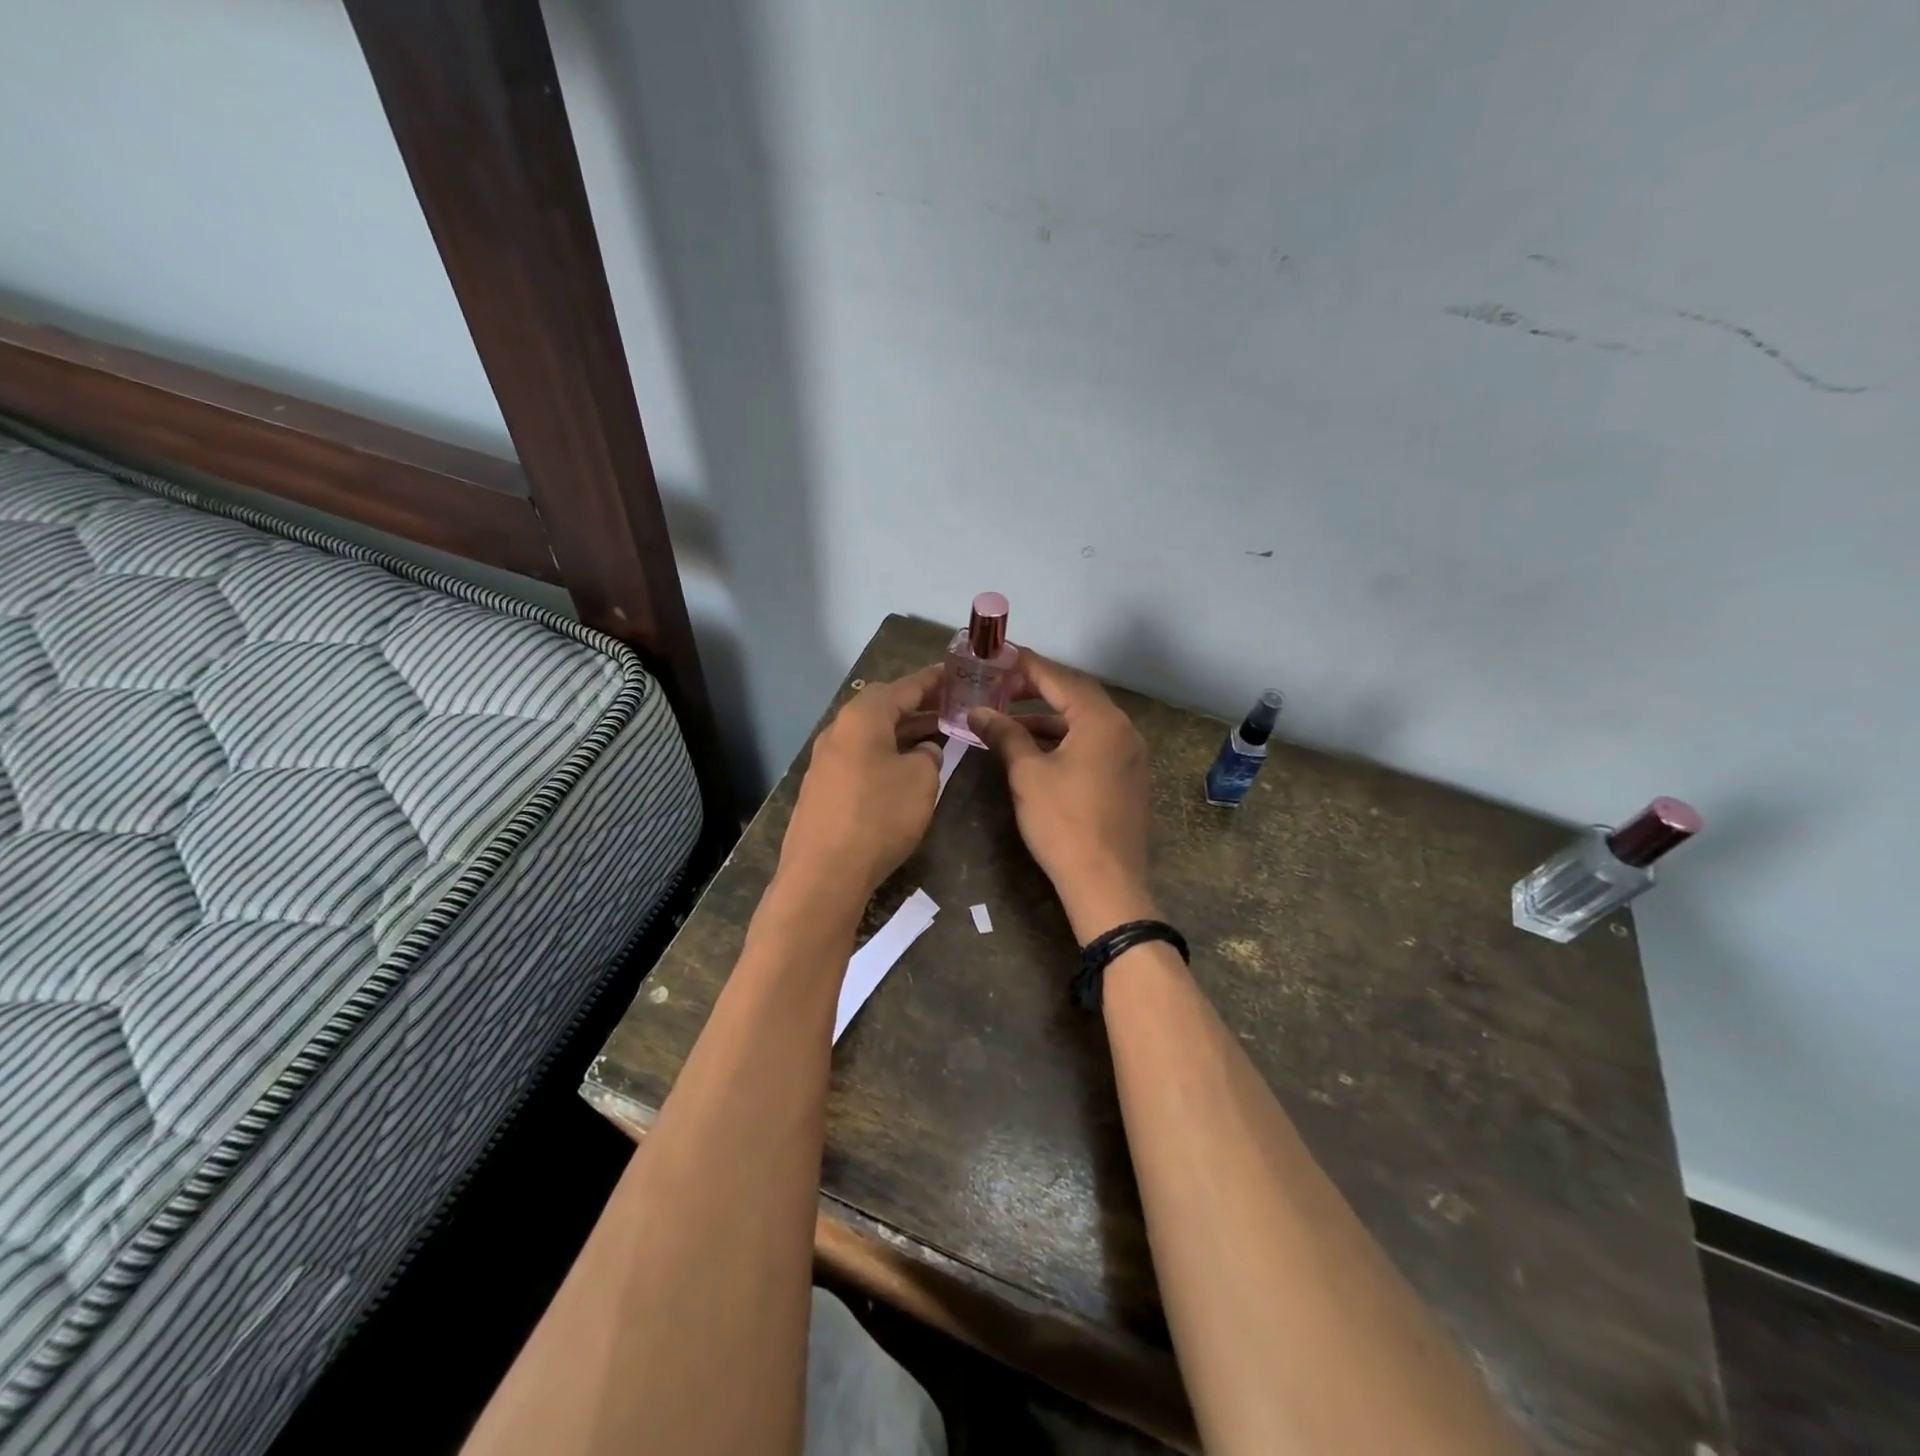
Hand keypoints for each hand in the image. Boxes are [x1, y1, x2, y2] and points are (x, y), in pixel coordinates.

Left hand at [778, 665, 944, 908]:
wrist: (824, 874)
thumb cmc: (879, 816)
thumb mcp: (922, 780)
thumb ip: (929, 756)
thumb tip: (924, 751)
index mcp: (862, 718)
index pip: (904, 687)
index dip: (933, 680)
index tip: (956, 675)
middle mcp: (838, 731)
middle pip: (883, 708)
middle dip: (918, 706)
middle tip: (950, 708)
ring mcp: (825, 761)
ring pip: (871, 736)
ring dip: (903, 733)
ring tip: (936, 737)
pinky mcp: (822, 789)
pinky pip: (861, 759)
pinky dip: (886, 755)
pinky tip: (904, 771)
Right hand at [969, 651, 1157, 940]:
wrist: (1106, 883)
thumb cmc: (1063, 823)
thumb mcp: (1028, 774)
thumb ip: (1004, 735)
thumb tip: (977, 711)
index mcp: (1102, 720)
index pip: (1059, 678)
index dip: (1026, 666)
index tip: (998, 657)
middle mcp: (1123, 729)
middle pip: (1075, 696)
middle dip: (1035, 690)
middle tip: (999, 687)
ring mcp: (1129, 754)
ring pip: (1083, 723)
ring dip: (1046, 718)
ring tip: (1007, 721)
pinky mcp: (1127, 777)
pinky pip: (1093, 744)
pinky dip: (1063, 740)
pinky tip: (1034, 749)